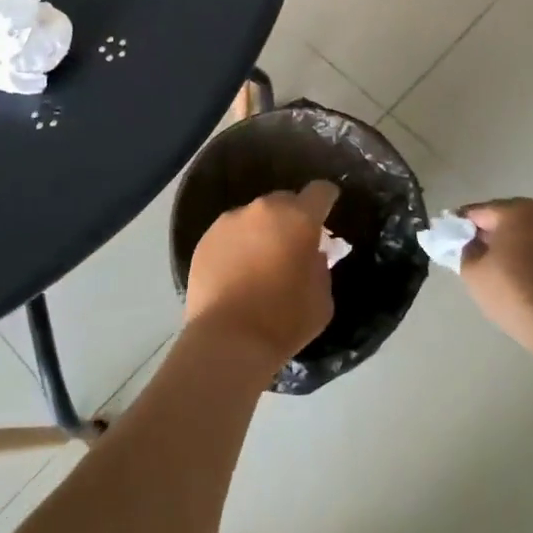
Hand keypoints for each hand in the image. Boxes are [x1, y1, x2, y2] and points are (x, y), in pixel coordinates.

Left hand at [185, 181, 338, 372]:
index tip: (326, 214)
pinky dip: (238, 245)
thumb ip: (320, 265)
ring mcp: (230, 221)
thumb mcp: (322, 298)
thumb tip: (310, 253)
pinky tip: (236, 272)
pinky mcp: (206, 238)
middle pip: (285, 200)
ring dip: (262, 230)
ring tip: (260, 262)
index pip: (320, 191)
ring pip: (254, 217)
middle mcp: (263, 210)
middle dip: (292, 217)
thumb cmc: (284, 321)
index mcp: (299, 218)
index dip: (326, 199)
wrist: (227, 341)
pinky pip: (230, 233)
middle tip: (292, 244)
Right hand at [459, 198, 532, 351]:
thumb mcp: (473, 272)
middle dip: (490, 232)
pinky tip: (526, 277)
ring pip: (529, 232)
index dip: (461, 225)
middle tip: (475, 254)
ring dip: (514, 244)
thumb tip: (472, 242)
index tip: (451, 239)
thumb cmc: (515, 293)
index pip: (479, 211)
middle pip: (507, 218)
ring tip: (501, 268)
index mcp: (517, 210)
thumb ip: (466, 248)